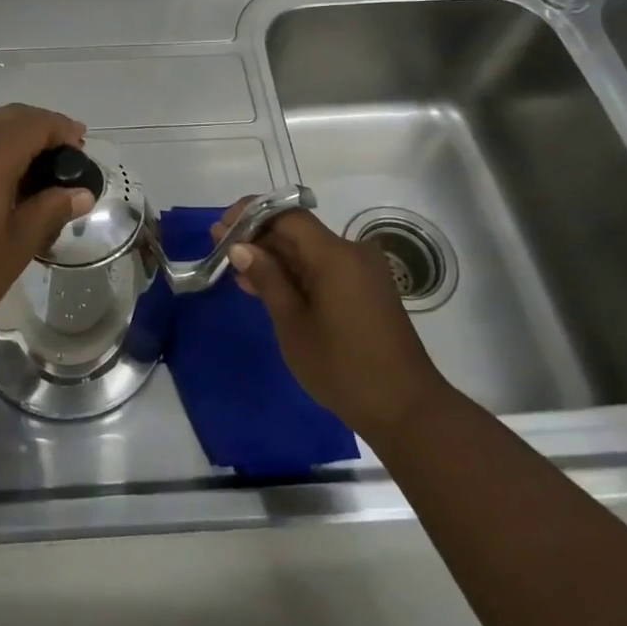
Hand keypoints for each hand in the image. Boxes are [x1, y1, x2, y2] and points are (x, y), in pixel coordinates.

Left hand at [0, 104, 94, 342]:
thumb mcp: (17, 244)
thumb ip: (50, 210)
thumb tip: (79, 194)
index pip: (35, 122)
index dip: (63, 129)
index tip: (81, 146)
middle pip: (8, 117)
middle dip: (39, 129)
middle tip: (63, 156)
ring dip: (12, 140)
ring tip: (33, 174)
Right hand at [213, 202, 447, 439]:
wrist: (406, 410)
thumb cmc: (343, 368)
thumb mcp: (293, 324)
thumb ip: (267, 279)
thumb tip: (240, 247)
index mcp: (335, 255)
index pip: (287, 216)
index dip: (251, 215)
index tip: (220, 229)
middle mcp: (352, 253)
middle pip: (298, 231)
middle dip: (258, 237)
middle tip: (220, 250)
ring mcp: (362, 272)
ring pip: (309, 251)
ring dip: (275, 257)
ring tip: (237, 272)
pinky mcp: (366, 290)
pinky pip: (324, 268)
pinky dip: (296, 273)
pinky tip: (267, 287)